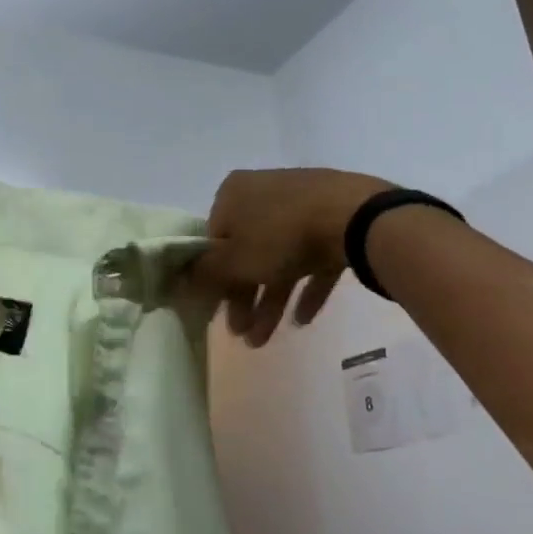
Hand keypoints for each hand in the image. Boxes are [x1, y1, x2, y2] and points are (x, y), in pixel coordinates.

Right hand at [194, 168, 392, 345]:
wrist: (357, 218)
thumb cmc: (281, 236)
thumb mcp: (233, 261)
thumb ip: (203, 274)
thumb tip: (175, 281)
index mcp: (233, 194)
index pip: (212, 240)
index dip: (213, 279)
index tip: (217, 311)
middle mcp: (264, 193)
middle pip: (246, 252)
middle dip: (243, 298)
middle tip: (242, 334)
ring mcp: (303, 205)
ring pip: (279, 259)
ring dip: (270, 300)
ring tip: (266, 340)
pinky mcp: (336, 220)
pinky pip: (314, 258)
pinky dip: (306, 288)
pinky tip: (302, 320)